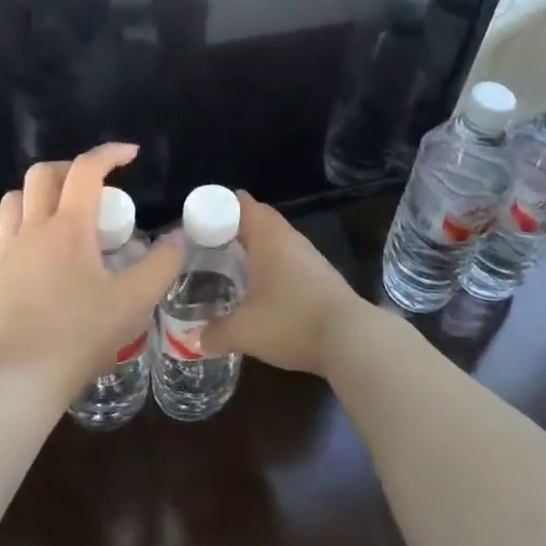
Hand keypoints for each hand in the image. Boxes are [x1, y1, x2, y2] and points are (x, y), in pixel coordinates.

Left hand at [0, 143, 183, 400]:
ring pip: (11, 201)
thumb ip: (162, 263)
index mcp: (69, 226)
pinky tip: (14, 244)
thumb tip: (178, 237)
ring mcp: (4, 252)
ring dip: (35, 196)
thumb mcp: (136, 299)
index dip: (109, 153)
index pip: (86, 169)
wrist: (28, 378)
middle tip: (94, 187)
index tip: (131, 155)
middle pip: (42, 175)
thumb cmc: (84, 333)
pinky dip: (0, 233)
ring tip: (57, 213)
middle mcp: (33, 228)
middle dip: (69, 169)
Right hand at [201, 192, 367, 377]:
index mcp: (267, 237)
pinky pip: (288, 258)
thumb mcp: (244, 332)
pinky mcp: (321, 275)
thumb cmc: (291, 322)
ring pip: (275, 239)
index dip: (217, 206)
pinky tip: (260, 289)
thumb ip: (215, 334)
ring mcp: (309, 256)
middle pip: (258, 218)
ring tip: (228, 264)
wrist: (351, 339)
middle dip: (233, 227)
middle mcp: (289, 238)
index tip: (196, 221)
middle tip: (206, 243)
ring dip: (254, 247)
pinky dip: (271, 265)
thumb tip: (194, 341)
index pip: (241, 203)